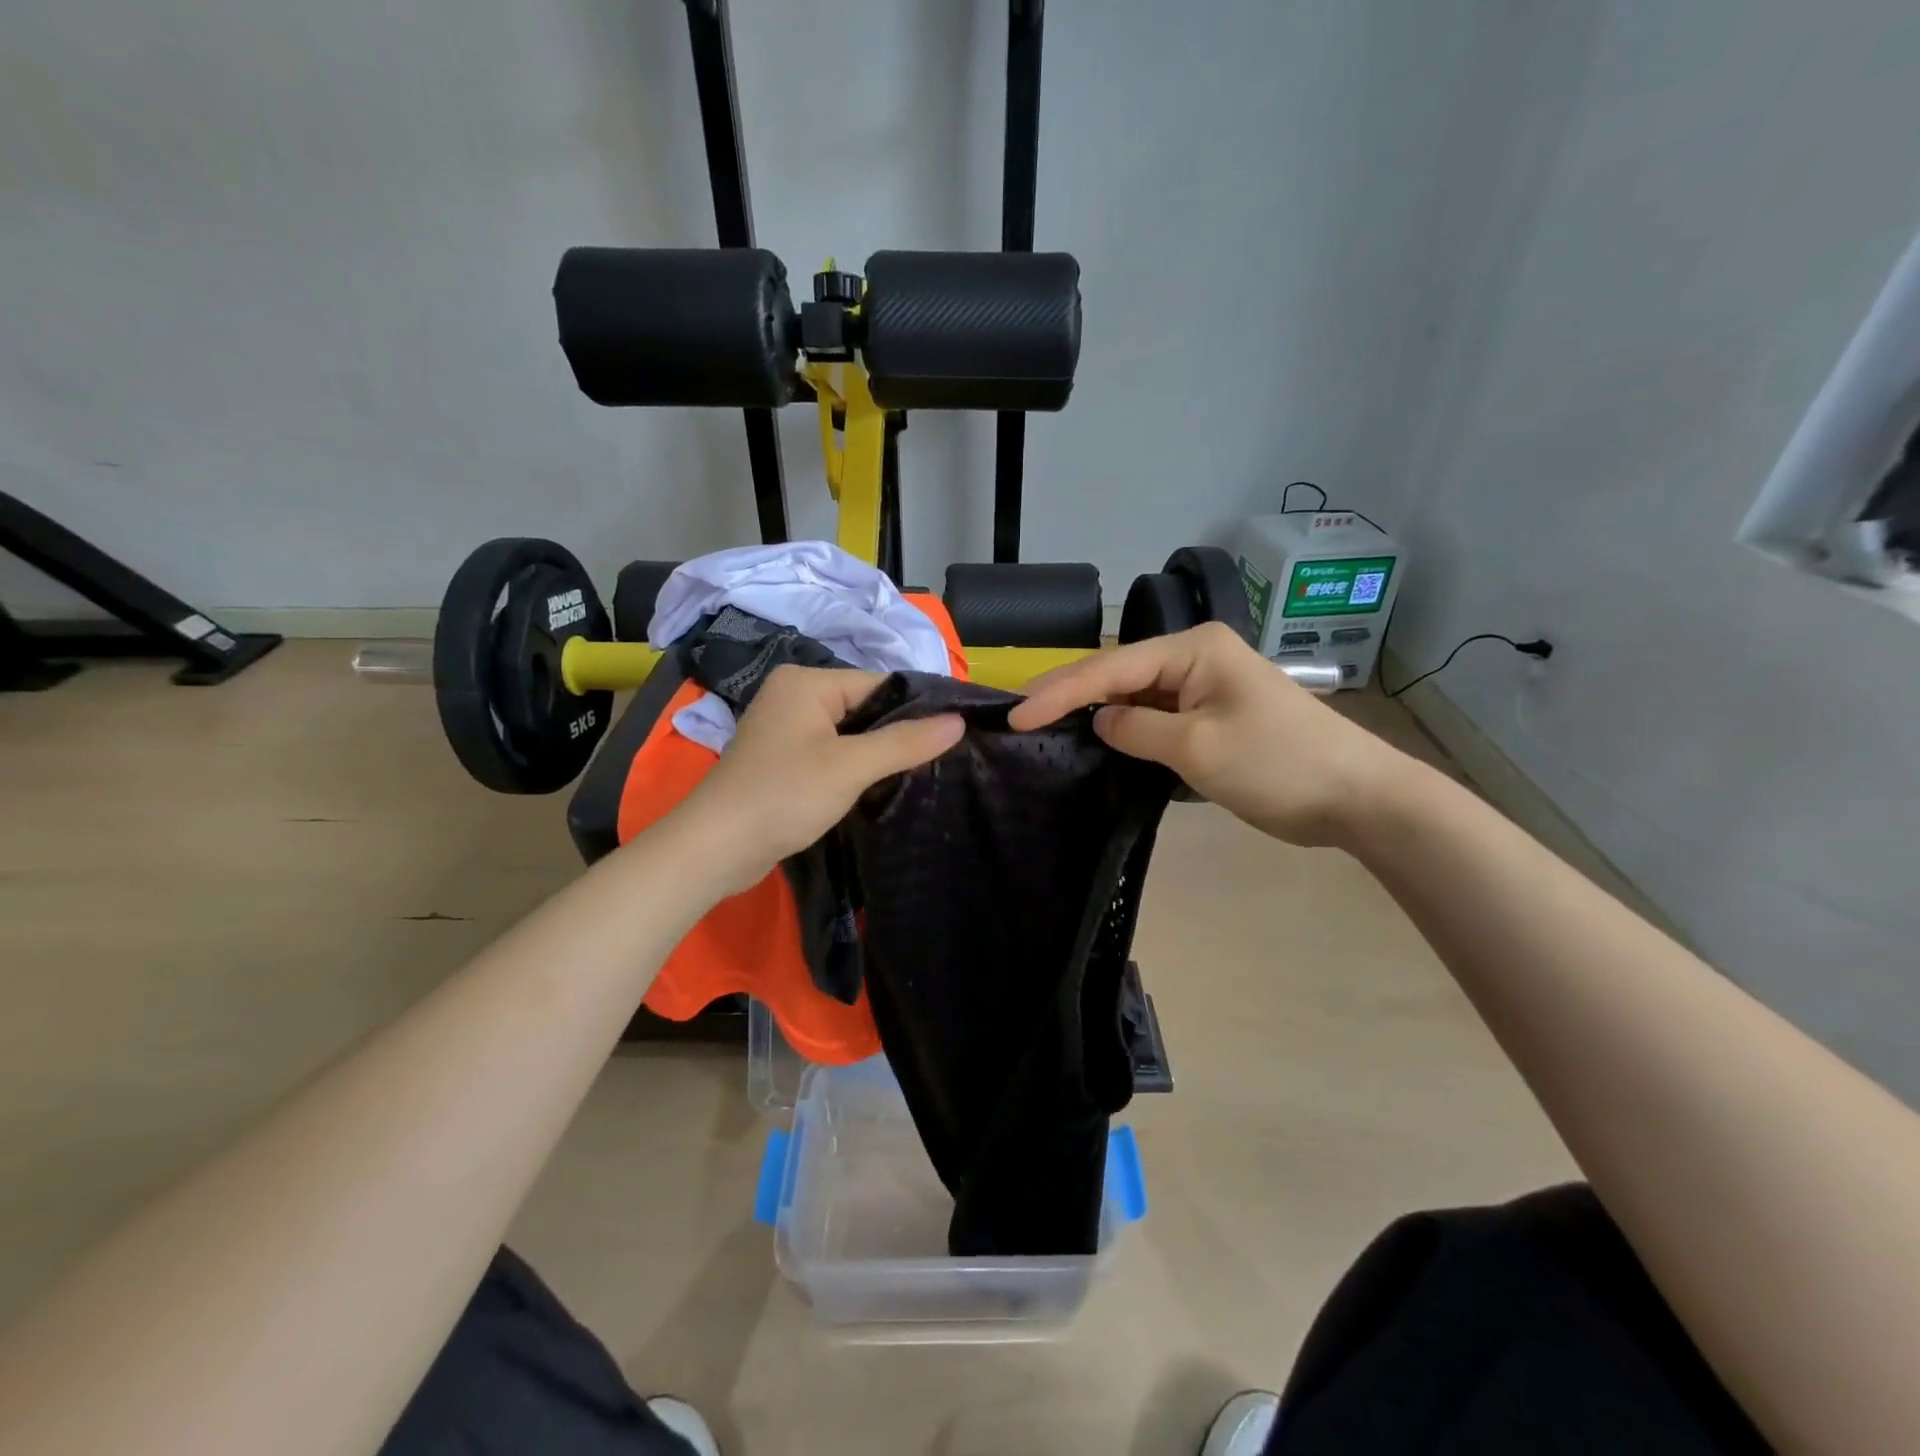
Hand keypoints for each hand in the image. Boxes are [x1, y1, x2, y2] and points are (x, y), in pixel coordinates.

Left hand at [674, 666, 962, 892]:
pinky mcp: (784, 758)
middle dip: (899, 733)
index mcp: (807, 681)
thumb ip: (906, 742)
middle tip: (943, 757)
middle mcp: (795, 695)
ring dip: (879, 753)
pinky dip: (856, 766)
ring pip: (851, 732)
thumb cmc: (784, 795)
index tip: (956, 734)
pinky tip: (881, 785)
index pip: (879, 683)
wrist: (716, 848)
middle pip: (866, 706)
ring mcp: (786, 728)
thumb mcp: (851, 766)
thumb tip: (959, 721)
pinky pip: (833, 752)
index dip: (918, 708)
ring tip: (920, 772)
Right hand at [1008, 623, 1407, 845]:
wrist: (1359, 796)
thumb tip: (1101, 723)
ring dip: (1096, 712)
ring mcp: (1207, 686)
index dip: (1059, 692)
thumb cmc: (1278, 764)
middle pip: (1119, 674)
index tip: (1016, 717)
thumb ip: (1137, 730)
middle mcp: (1197, 657)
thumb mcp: (1197, 748)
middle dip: (1071, 695)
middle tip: (1021, 717)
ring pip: (1136, 695)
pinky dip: (1127, 729)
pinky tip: (1098, 740)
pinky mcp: (1214, 715)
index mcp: (1193, 649)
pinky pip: (1158, 716)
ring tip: (1045, 726)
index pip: (1111, 668)